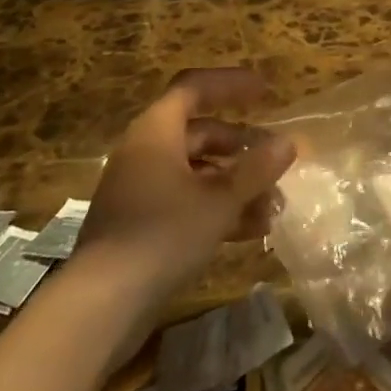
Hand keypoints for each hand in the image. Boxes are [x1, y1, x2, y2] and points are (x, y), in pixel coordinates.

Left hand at [75, 69, 295, 301]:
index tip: (266, 93)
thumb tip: (289, 142)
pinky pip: (186, 201)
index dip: (231, 85)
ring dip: (236, 184)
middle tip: (277, 160)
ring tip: (274, 205)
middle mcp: (146, 152)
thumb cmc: (162, 234)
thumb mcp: (219, 200)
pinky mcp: (141, 224)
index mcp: (157, 131)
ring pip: (197, 172)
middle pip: (200, 133)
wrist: (101, 304)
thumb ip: (255, 169)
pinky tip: (251, 231)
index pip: (195, 88)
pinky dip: (217, 208)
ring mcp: (141, 189)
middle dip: (242, 147)